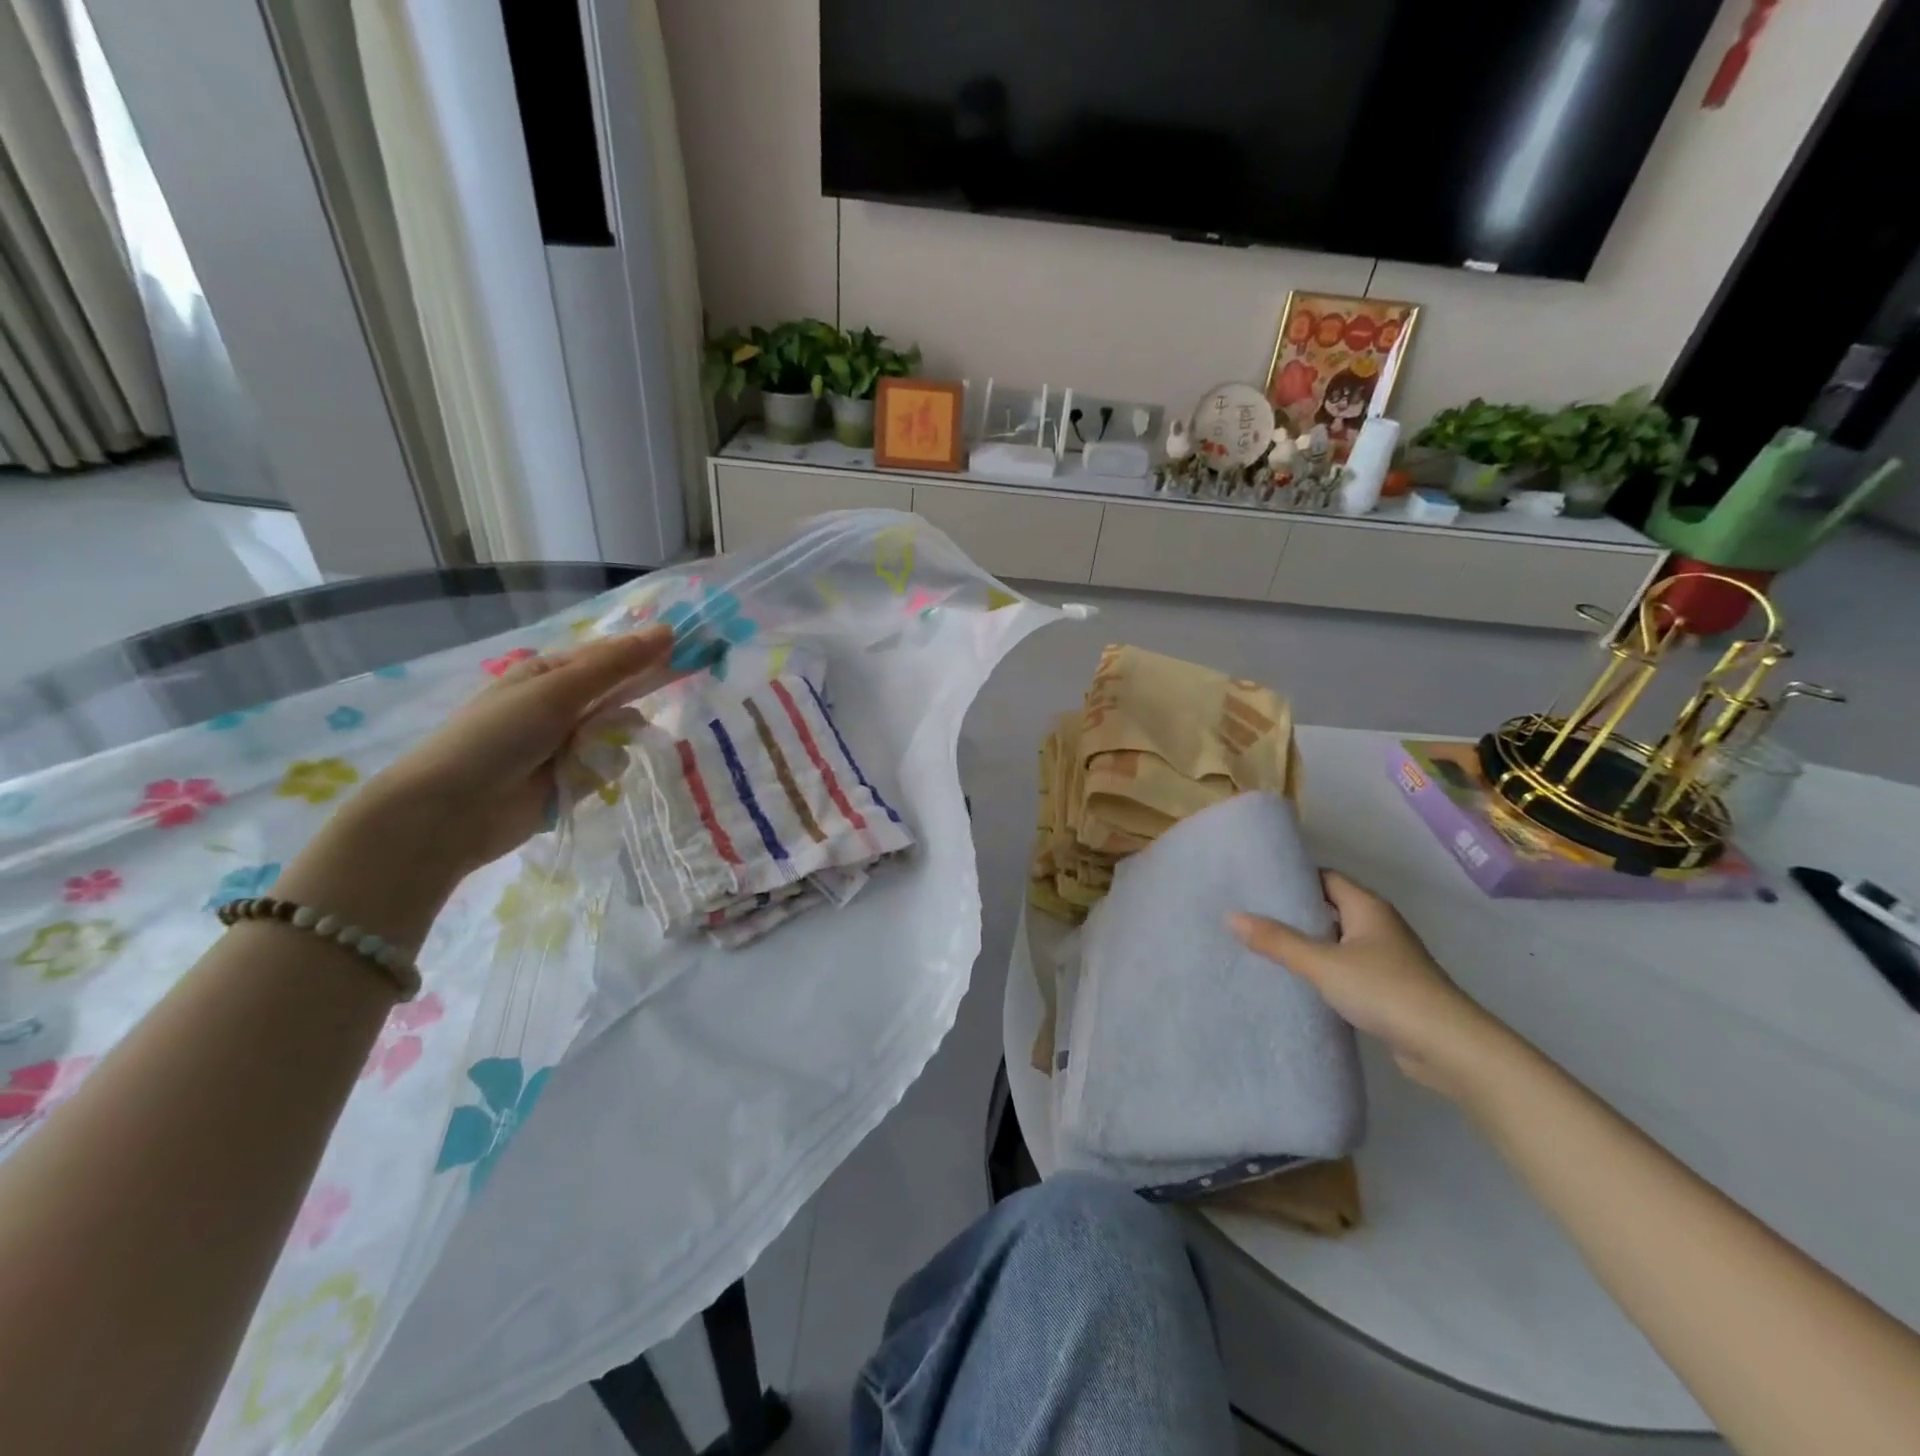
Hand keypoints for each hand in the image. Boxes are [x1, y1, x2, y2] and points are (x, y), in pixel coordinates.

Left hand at [278, 628, 675, 946]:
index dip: (651, 652)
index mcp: (552, 673)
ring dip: (617, 739)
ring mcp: (568, 743)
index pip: (614, 655)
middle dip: (636, 697)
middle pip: (620, 693)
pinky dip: (604, 770)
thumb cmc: (497, 737)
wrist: (450, 812)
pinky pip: (609, 765)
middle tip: (660, 699)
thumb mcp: (557, 692)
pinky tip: (587, 777)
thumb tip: (669, 630)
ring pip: (620, 731)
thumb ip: (615, 665)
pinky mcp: (574, 779)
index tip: (692, 651)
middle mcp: (562, 704)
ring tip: (595, 752)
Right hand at [1231, 872, 1500, 1098]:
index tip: (1256, 883)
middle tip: (1251, 914)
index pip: (1325, 878)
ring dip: (1308, 942)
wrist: (1448, 1047)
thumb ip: (1277, 941)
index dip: (1293, 878)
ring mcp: (1386, 958)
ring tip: (1264, 945)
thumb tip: (1231, 916)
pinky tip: (1297, 980)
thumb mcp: (1322, 963)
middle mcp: (1378, 925)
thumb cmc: (1385, 990)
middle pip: (1330, 907)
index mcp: (1367, 907)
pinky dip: (1323, 969)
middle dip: (1294, 911)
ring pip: (1337, 940)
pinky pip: (1346, 967)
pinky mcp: (1388, 988)